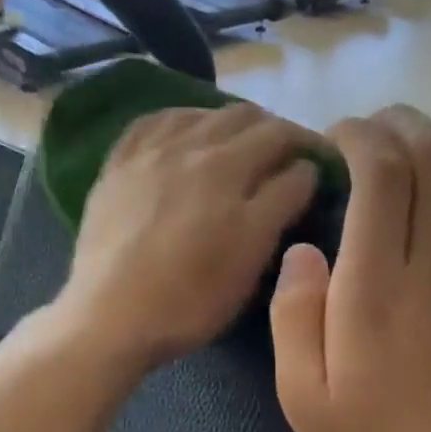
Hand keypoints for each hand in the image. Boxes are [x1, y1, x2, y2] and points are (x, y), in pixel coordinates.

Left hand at [55, 102, 320, 371]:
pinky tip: (183, 135)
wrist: (110, 317)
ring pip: (198, 114)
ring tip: (237, 145)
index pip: (282, 137)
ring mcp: (146, 153)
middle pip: (243, 116)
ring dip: (227, 123)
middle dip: (272, 130)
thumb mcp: (251, 256)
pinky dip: (179, 121)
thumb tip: (303, 168)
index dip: (309, 147)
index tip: (320, 165)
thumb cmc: (190, 297)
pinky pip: (149, 123)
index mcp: (229, 166)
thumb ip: (282, 202)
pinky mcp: (115, 168)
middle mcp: (188, 145)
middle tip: (284, 158)